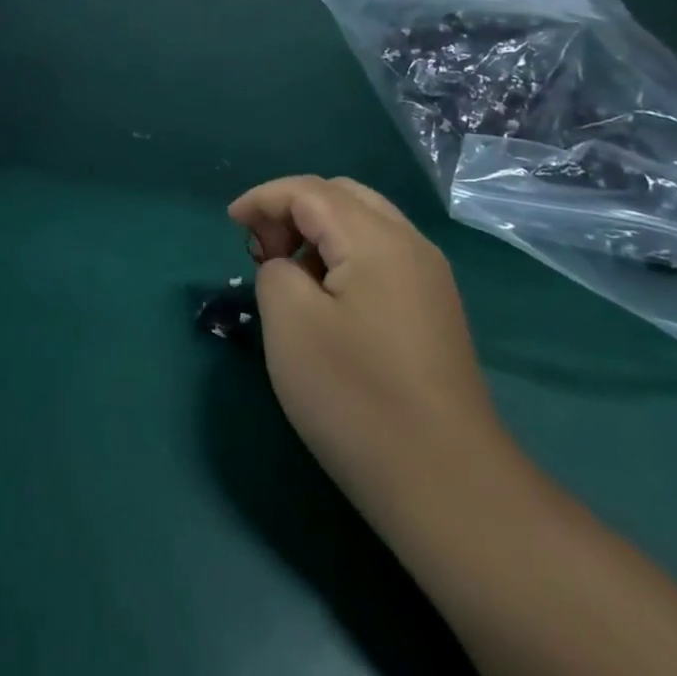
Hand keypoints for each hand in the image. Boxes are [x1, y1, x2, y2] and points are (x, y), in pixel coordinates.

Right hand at [228, 176, 506, 522]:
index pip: (309, 190)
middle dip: (292, 209)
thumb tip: (288, 268)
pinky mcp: (434, 311)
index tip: (229, 223)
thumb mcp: (290, 323)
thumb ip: (274, 271)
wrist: (447, 484)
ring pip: (364, 224)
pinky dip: (342, 257)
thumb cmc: (357, 397)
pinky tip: (325, 300)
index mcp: (377, 238)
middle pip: (341, 196)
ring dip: (317, 233)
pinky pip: (380, 256)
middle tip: (261, 249)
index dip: (262, 198)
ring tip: (287, 274)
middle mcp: (411, 245)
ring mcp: (429, 279)